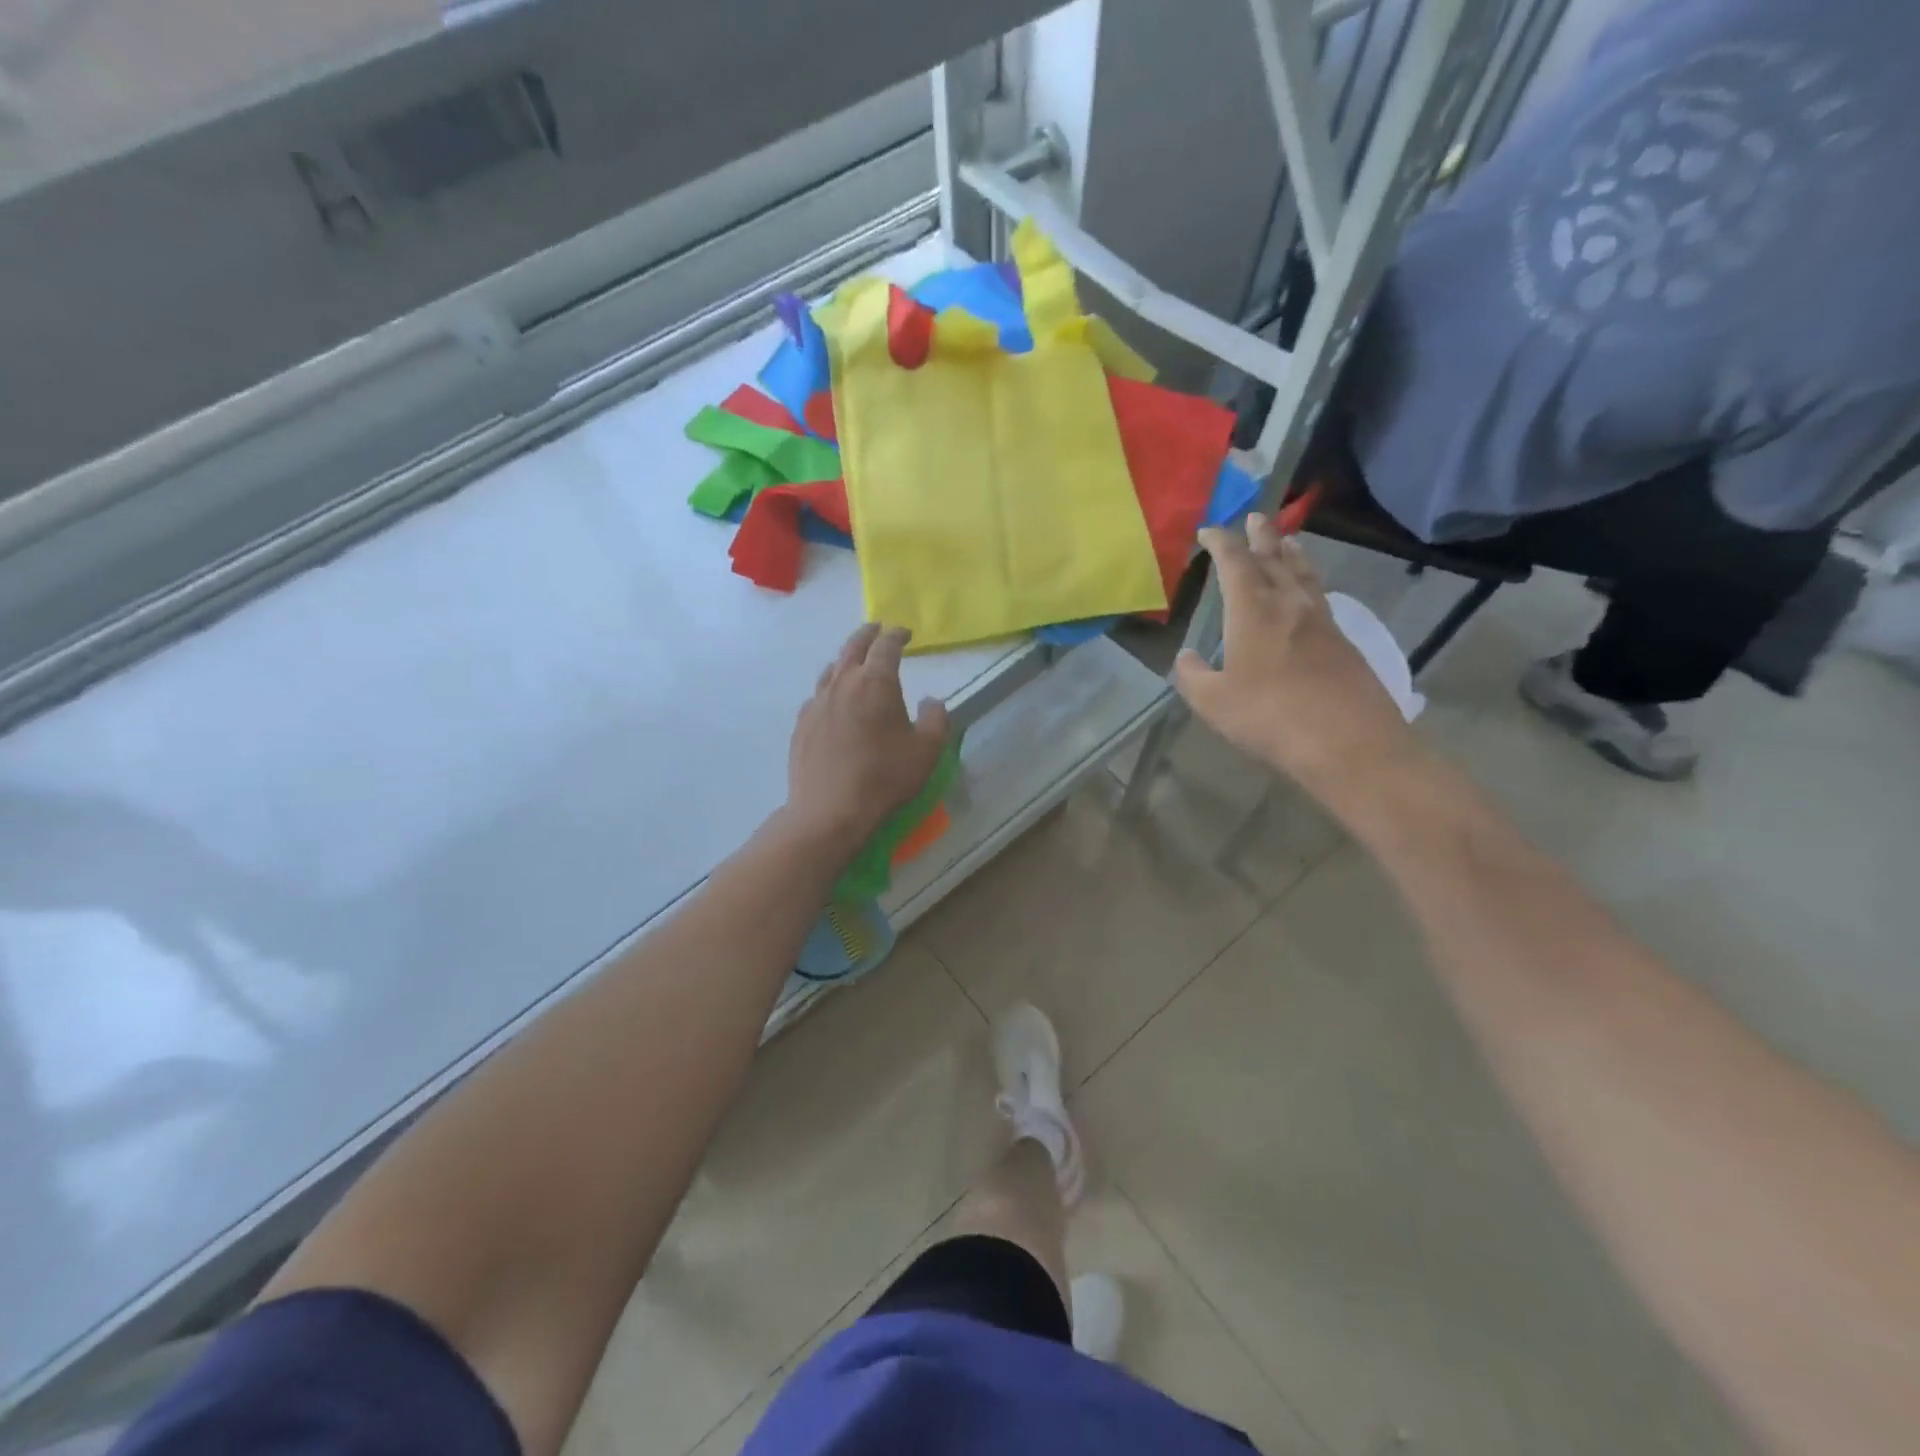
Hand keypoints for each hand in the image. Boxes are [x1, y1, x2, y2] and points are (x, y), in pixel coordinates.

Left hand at [786, 624, 950, 848]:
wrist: (830, 810)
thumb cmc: (885, 777)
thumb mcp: (927, 750)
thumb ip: (936, 719)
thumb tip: (931, 700)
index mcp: (876, 682)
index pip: (886, 646)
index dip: (897, 635)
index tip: (905, 633)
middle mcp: (843, 684)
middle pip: (853, 647)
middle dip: (867, 635)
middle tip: (877, 629)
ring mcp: (817, 703)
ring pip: (831, 670)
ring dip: (845, 660)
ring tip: (854, 662)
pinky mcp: (802, 725)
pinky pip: (818, 696)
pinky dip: (830, 689)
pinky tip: (833, 702)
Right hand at [1175, 515, 1420, 796]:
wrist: (1347, 742)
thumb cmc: (1269, 717)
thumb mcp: (1213, 702)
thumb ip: (1193, 676)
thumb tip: (1188, 658)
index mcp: (1252, 612)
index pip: (1234, 563)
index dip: (1221, 542)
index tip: (1209, 530)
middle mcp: (1289, 604)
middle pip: (1274, 558)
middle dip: (1261, 536)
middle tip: (1254, 517)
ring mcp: (1322, 621)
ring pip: (1304, 573)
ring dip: (1291, 553)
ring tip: (1287, 540)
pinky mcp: (1344, 641)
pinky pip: (1321, 596)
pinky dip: (1309, 581)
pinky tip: (1309, 592)